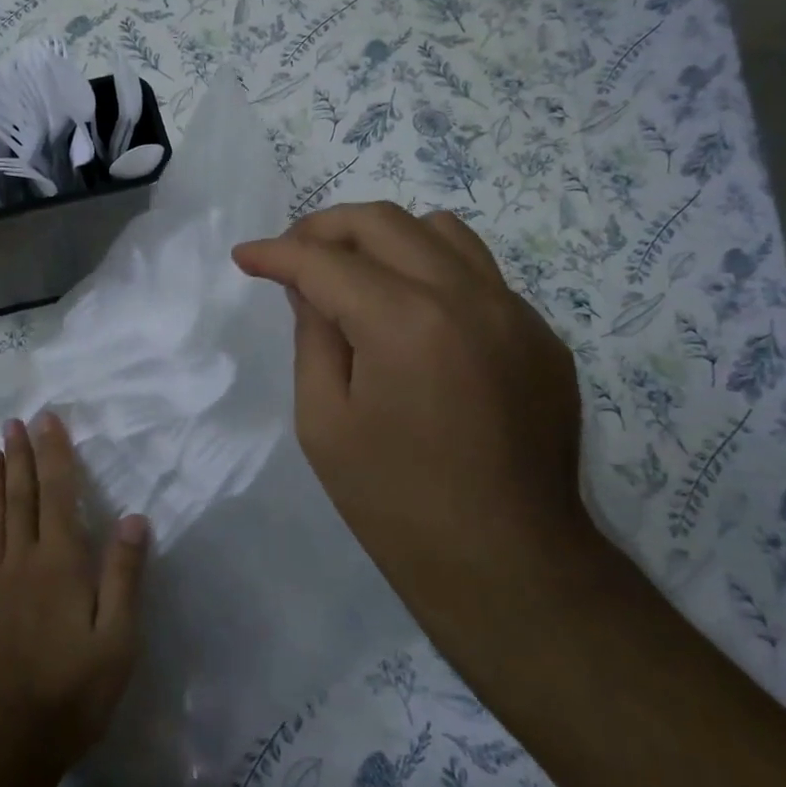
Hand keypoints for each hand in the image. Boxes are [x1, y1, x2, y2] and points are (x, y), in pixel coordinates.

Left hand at [0, 412, 148, 779]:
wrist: (5, 743)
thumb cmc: (72, 692)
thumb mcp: (117, 641)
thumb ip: (124, 576)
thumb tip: (133, 517)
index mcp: (59, 563)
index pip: (57, 493)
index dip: (53, 453)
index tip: (48, 419)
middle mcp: (23, 561)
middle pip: (21, 497)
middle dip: (20, 456)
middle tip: (14, 422)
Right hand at [233, 202, 607, 645]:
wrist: (509, 564)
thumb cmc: (397, 503)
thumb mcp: (324, 422)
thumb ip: (312, 336)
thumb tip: (307, 285)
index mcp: (405, 322)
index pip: (325, 261)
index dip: (275, 253)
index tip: (245, 256)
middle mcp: (466, 296)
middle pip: (383, 222)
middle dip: (324, 228)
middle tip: (292, 256)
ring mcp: (514, 311)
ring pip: (440, 231)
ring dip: (384, 239)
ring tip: (354, 273)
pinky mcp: (540, 334)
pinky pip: (478, 274)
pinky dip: (431, 273)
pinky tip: (413, 320)